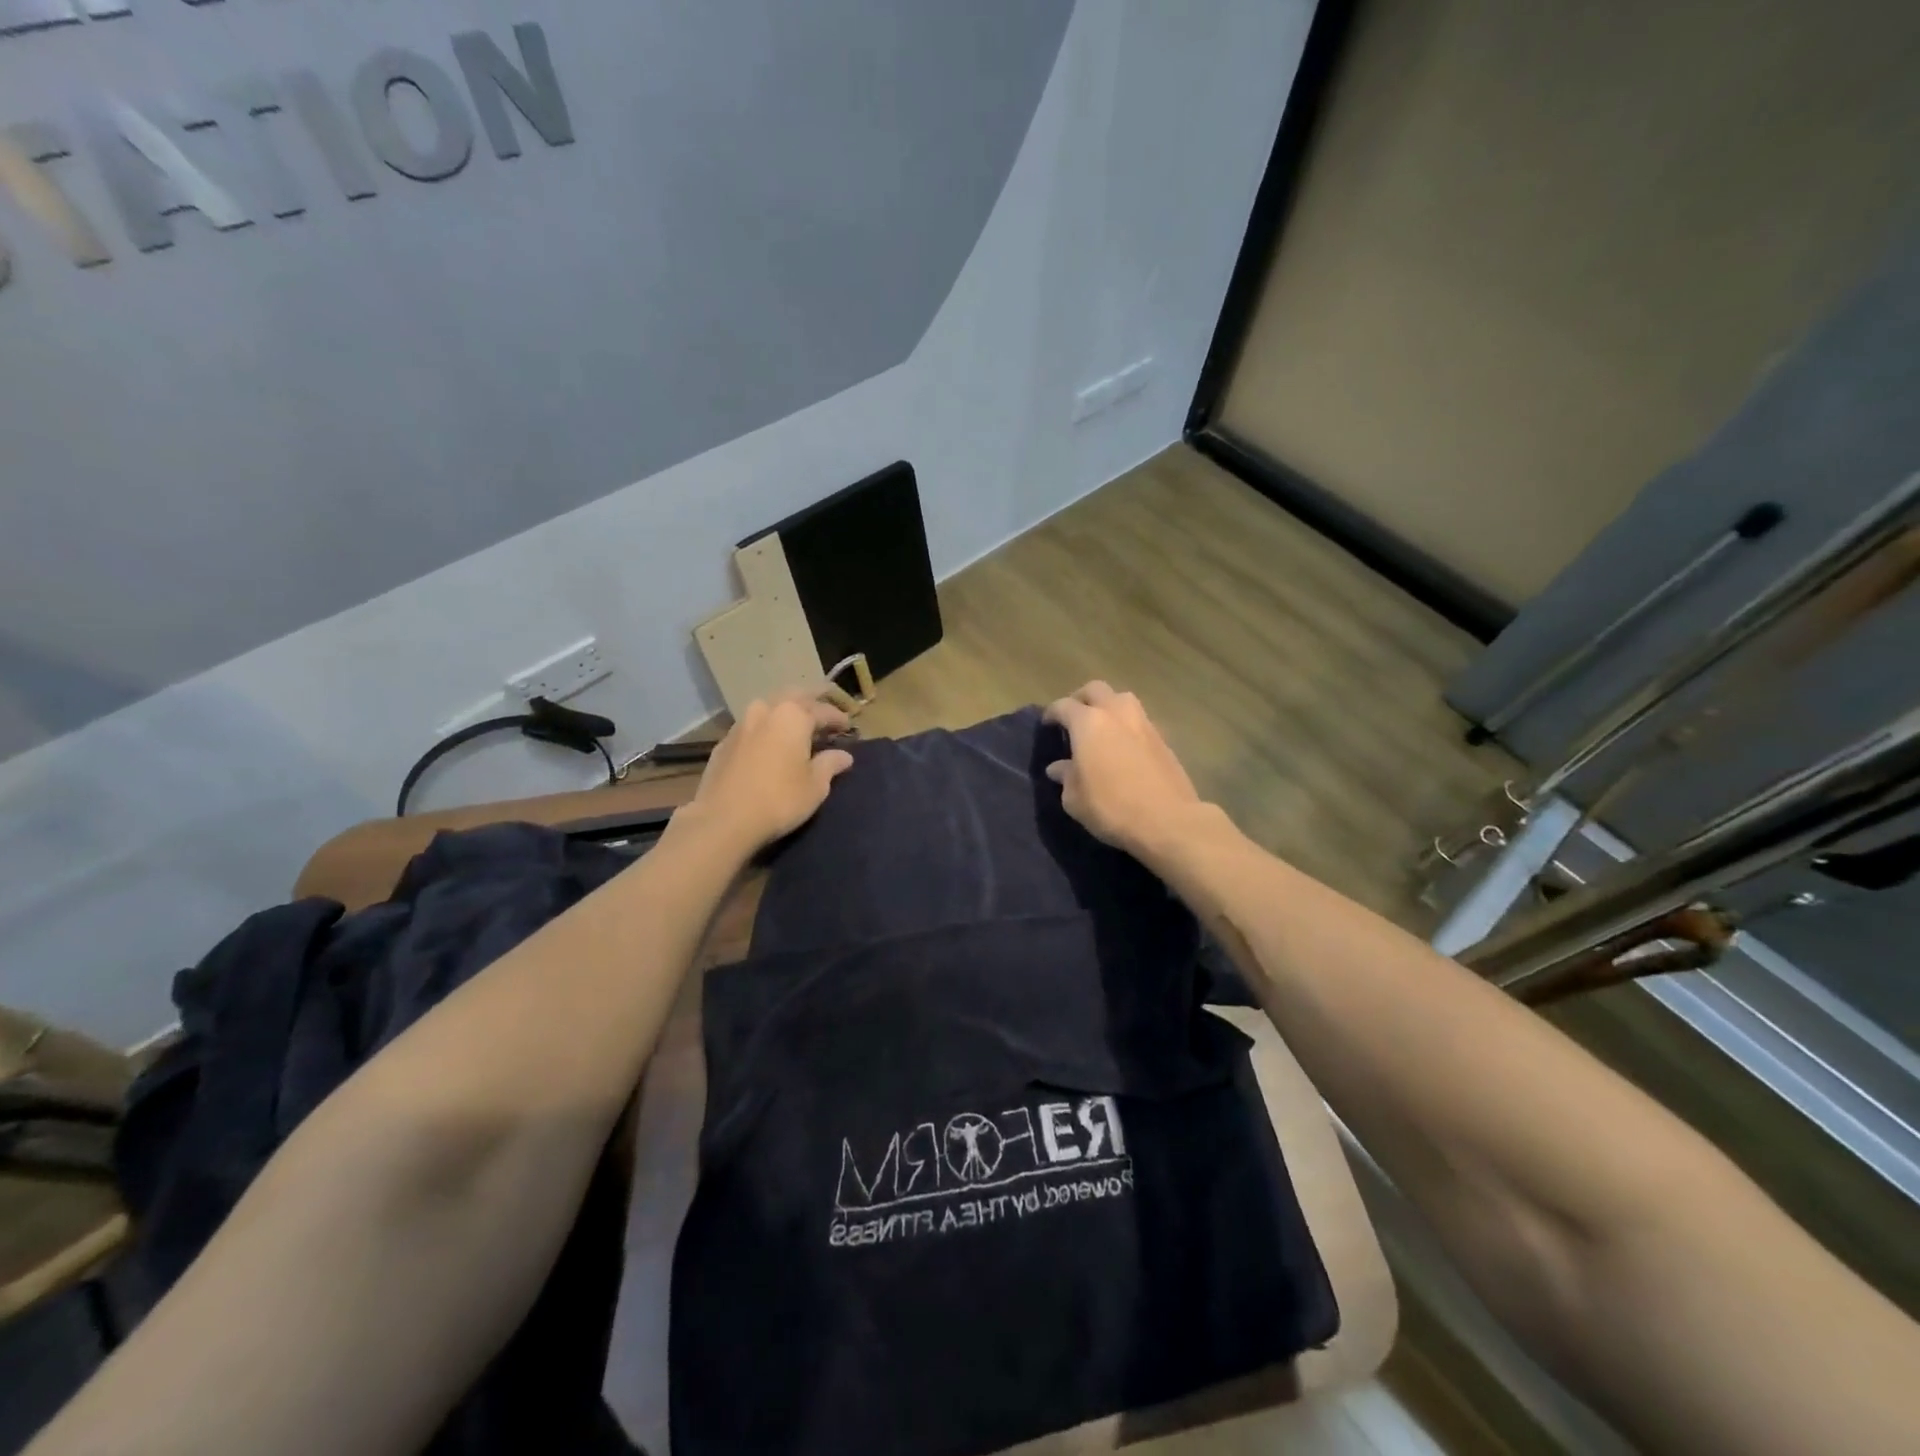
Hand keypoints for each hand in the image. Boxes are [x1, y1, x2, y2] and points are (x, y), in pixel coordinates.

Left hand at [687, 691, 854, 851]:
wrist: (723, 819)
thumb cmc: (779, 799)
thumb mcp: (815, 786)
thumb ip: (830, 764)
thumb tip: (843, 755)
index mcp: (793, 715)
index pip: (823, 710)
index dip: (838, 718)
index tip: (848, 727)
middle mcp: (766, 710)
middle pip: (793, 697)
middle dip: (811, 701)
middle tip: (824, 711)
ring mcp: (741, 724)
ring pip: (769, 707)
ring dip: (785, 712)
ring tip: (796, 726)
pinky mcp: (724, 742)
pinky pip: (752, 727)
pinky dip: (766, 729)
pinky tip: (769, 743)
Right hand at [1042, 681, 1204, 854]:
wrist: (1168, 820)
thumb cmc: (1111, 807)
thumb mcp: (1075, 798)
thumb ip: (1065, 776)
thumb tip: (1058, 767)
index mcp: (1088, 723)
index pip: (1063, 706)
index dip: (1051, 713)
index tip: (1047, 725)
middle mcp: (1116, 713)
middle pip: (1095, 689)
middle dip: (1081, 699)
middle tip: (1073, 718)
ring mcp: (1143, 723)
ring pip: (1121, 699)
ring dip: (1108, 707)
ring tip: (1101, 728)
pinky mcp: (1163, 738)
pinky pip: (1139, 720)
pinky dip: (1126, 725)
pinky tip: (1123, 746)